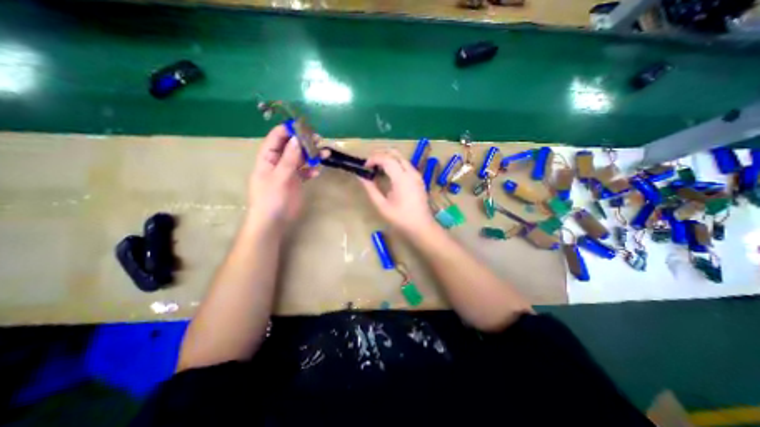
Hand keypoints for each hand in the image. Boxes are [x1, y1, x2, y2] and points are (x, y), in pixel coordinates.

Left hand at [251, 124, 318, 228]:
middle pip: (291, 147)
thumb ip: (289, 159)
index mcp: (267, 158)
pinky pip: (305, 171)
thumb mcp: (279, 177)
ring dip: (311, 155)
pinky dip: (311, 170)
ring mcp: (288, 172)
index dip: (289, 130)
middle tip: (319, 139)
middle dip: (304, 142)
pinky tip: (317, 171)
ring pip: (300, 159)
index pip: (276, 138)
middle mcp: (278, 162)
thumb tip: (297, 139)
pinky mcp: (296, 182)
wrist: (273, 222)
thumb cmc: (271, 199)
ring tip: (325, 153)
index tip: (304, 127)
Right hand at [361, 150, 435, 236]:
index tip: (364, 166)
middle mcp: (411, 172)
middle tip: (369, 163)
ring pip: (401, 158)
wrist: (421, 227)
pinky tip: (388, 174)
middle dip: (381, 154)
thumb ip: (371, 189)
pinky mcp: (419, 179)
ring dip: (388, 158)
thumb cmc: (401, 219)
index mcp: (402, 179)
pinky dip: (395, 164)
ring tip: (377, 168)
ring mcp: (417, 175)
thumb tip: (361, 177)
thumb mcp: (382, 206)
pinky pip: (406, 165)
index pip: (387, 159)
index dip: (373, 159)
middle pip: (395, 153)